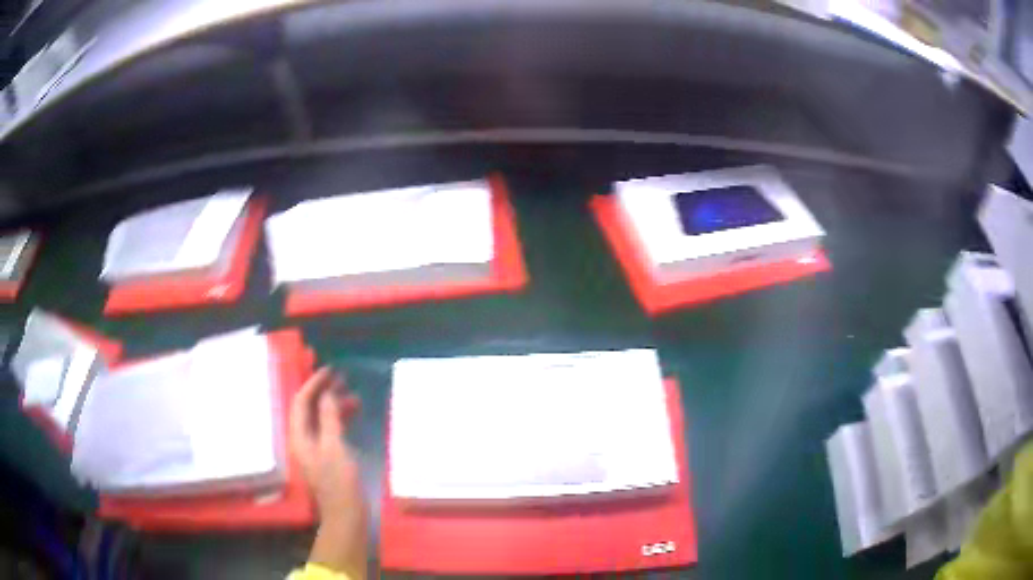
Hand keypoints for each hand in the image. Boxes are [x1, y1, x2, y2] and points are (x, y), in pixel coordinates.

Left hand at [289, 367, 367, 578]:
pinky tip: (353, 415)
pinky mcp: (327, 456)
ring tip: (354, 396)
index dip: (314, 383)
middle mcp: (303, 439)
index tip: (331, 370)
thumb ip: (329, 417)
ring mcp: (315, 449)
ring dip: (334, 405)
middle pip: (309, 408)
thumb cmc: (339, 481)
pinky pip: (330, 430)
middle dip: (324, 392)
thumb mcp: (334, 446)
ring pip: (321, 418)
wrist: (347, 515)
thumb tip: (327, 393)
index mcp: (299, 436)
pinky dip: (339, 419)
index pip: (301, 402)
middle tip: (343, 379)